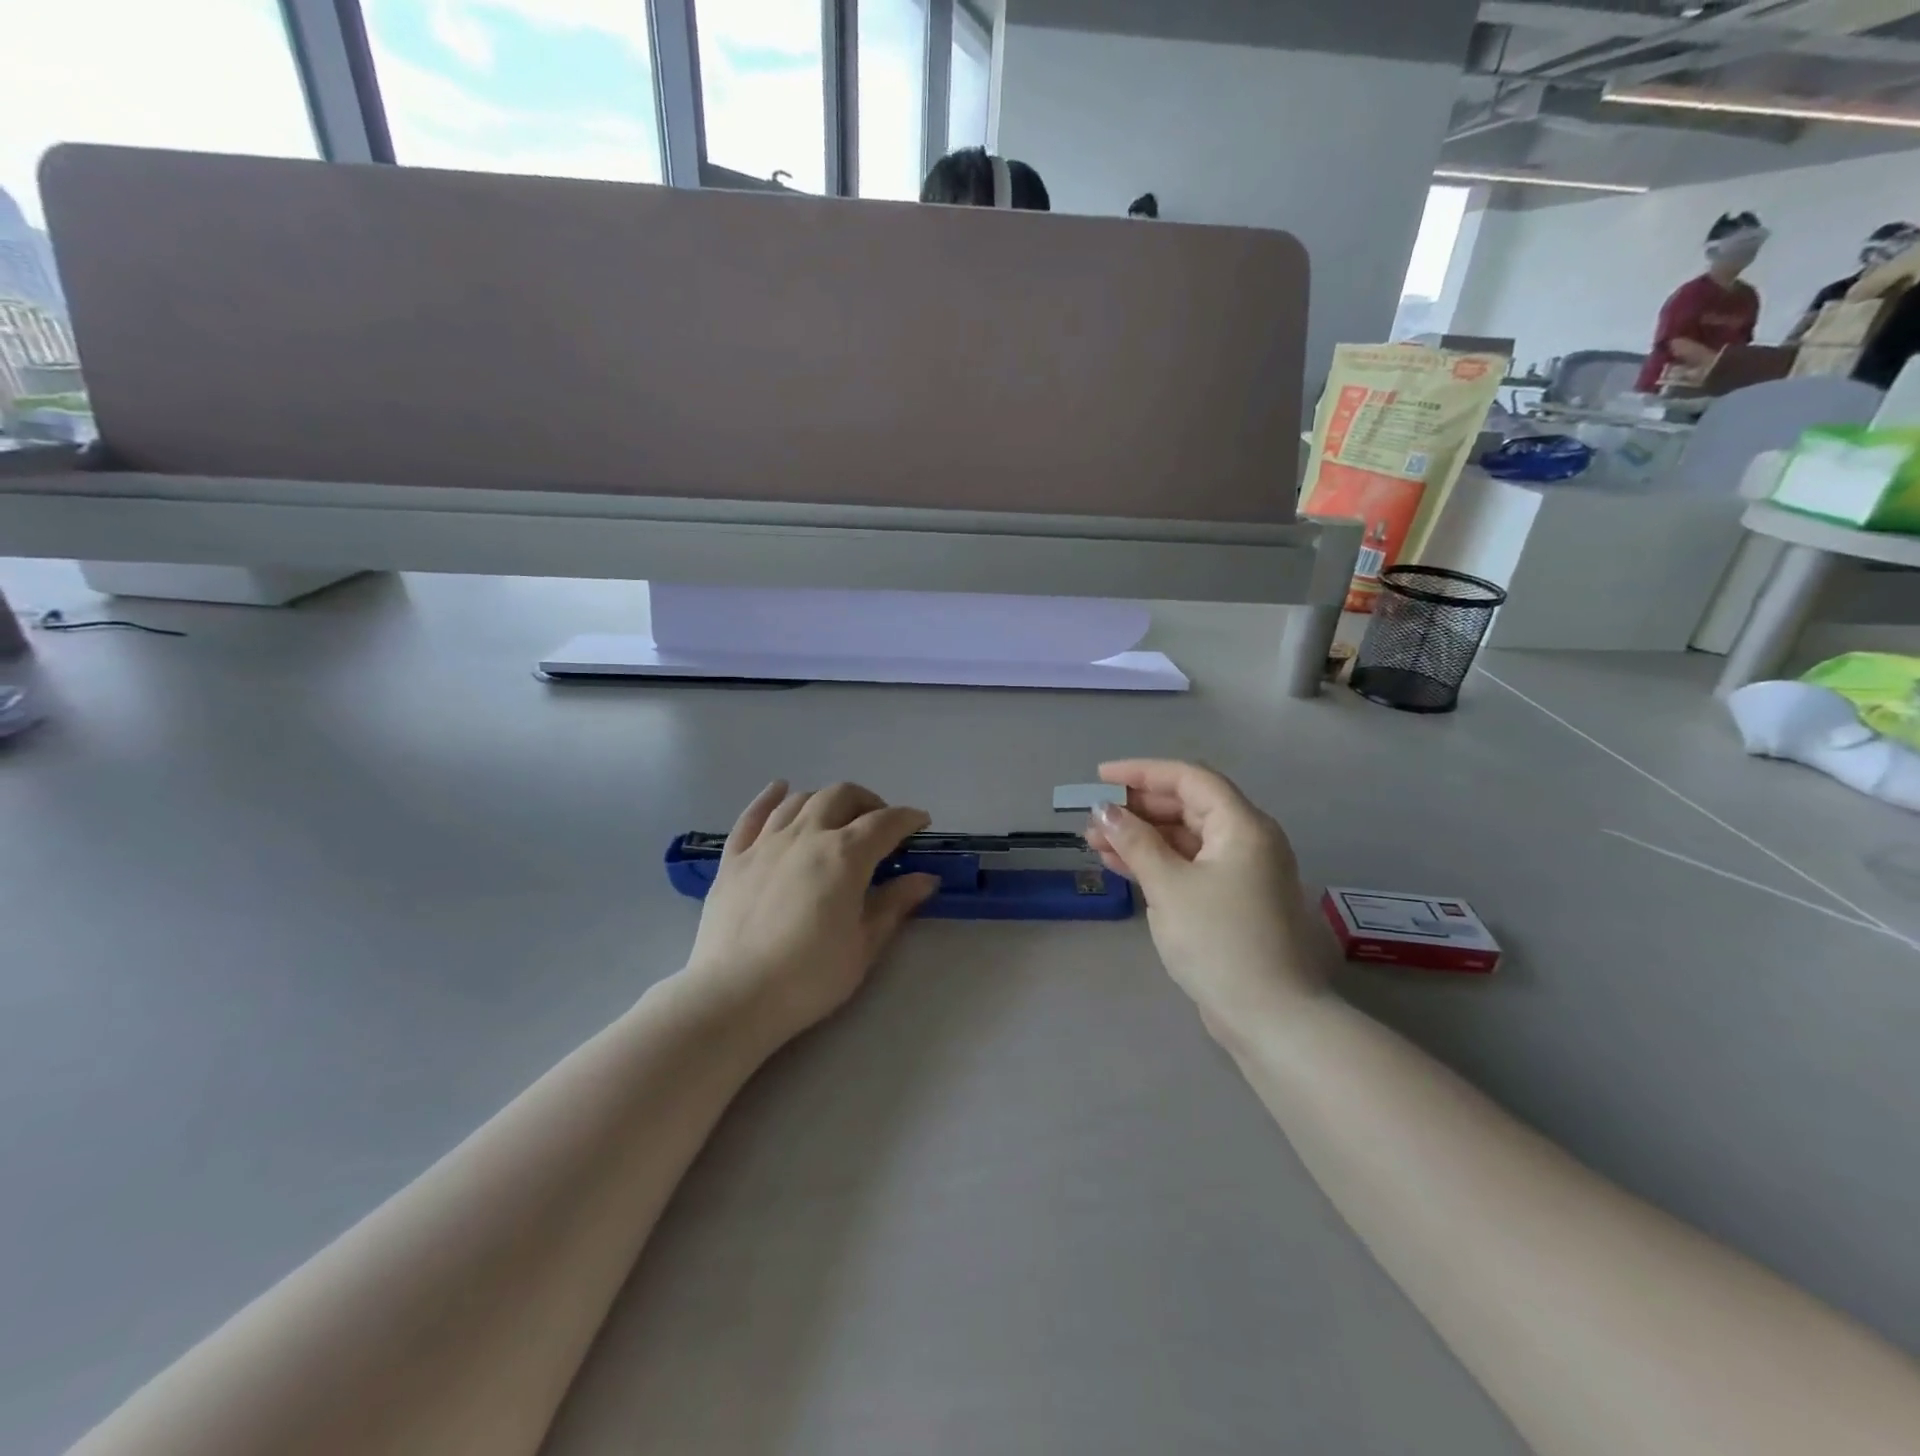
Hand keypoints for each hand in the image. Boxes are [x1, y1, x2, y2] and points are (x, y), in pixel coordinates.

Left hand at [683, 781, 938, 1044]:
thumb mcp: (864, 945)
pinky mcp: (733, 858)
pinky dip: (770, 797)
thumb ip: (894, 904)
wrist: (734, 996)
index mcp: (844, 855)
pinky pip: (753, 814)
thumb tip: (925, 878)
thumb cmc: (809, 977)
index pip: (885, 823)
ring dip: (826, 800)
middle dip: (868, 802)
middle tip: (879, 825)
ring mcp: (765, 842)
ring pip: (801, 800)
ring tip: (837, 817)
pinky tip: (780, 790)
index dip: (908, 818)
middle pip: (841, 796)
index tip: (921, 824)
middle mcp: (806, 835)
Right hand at [1084, 760, 1329, 1036]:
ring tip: (1095, 842)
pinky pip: (1189, 865)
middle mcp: (1247, 840)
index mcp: (1242, 826)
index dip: (1142, 772)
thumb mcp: (1169, 886)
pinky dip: (1156, 862)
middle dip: (1137, 808)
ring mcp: (1241, 872)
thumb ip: (1135, 842)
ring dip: (1141, 836)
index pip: (1189, 779)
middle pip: (1187, 806)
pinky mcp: (1232, 900)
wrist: (1269, 1016)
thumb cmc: (1219, 941)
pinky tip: (1119, 865)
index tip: (1100, 777)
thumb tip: (1104, 810)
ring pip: (1185, 838)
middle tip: (1094, 816)